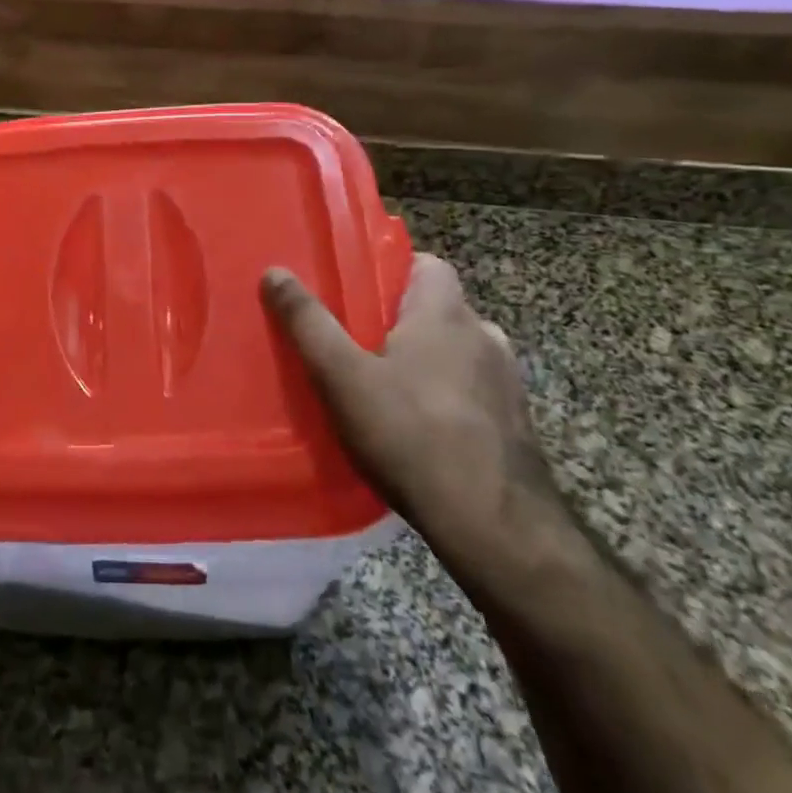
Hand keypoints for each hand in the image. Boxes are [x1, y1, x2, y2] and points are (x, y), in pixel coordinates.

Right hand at [263, 254, 561, 578]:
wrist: (496, 529)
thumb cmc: (412, 436)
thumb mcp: (342, 376)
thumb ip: (308, 322)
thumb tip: (276, 271)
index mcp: (445, 314)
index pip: (427, 264)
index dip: (393, 268)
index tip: (357, 289)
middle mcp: (484, 337)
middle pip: (439, 308)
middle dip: (401, 318)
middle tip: (358, 339)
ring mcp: (507, 383)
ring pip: (457, 351)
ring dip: (428, 358)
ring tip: (386, 384)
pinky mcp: (515, 425)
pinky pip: (472, 390)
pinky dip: (447, 395)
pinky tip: (419, 427)